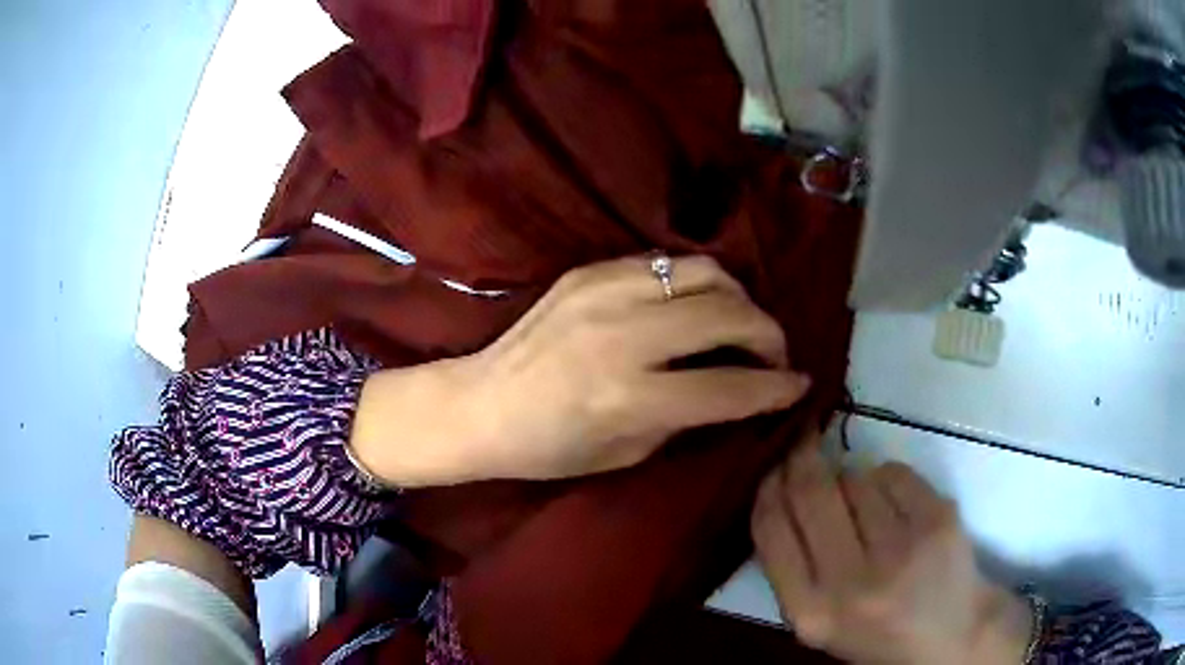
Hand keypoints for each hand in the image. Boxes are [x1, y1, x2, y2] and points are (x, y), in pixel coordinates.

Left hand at [351, 255, 811, 485]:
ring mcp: (604, 292)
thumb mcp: (628, 453)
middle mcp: (624, 335)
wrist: (480, 405)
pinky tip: (694, 304)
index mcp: (630, 397)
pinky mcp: (588, 271)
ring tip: (741, 322)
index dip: (776, 388)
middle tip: (773, 354)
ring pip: (704, 272)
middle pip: (729, 315)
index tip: (799, 385)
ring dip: (738, 298)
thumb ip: (689, 417)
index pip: (731, 387)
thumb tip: (737, 388)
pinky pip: (664, 263)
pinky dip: (694, 283)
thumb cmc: (549, 447)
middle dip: (769, 335)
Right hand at [751, 433, 1033, 664]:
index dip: (768, 486)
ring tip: (864, 504)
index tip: (773, 466)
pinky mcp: (938, 520)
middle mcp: (851, 584)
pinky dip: (886, 479)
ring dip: (851, 478)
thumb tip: (780, 485)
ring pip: (855, 477)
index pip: (771, 529)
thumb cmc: (876, 631)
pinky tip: (896, 506)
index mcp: (810, 613)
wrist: (950, 636)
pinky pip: (893, 473)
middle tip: (804, 444)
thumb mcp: (819, 618)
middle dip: (803, 459)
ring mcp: (900, 550)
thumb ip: (791, 566)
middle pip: (812, 492)